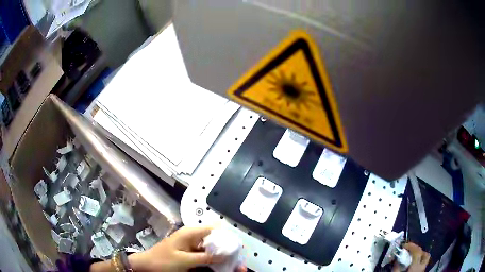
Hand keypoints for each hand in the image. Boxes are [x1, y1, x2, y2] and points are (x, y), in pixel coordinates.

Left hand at [128, 226, 246, 271]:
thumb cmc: (163, 261)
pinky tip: (218, 265)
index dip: (226, 237)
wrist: (147, 265)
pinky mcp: (189, 251)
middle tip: (235, 259)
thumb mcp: (184, 260)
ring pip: (210, 247)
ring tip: (230, 263)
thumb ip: (205, 257)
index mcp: (190, 233)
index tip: (236, 248)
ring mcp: (190, 244)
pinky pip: (204, 253)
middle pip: (214, 238)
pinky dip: (211, 258)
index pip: (214, 229)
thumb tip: (225, 254)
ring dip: (219, 254)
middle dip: (225, 247)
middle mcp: (192, 236)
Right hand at [392, 243, 429, 271]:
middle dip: (419, 251)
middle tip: (410, 251)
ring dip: (419, 257)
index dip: (411, 246)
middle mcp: (421, 267)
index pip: (417, 251)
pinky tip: (410, 267)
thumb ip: (396, 268)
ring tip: (410, 259)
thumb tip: (397, 259)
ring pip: (425, 261)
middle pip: (426, 255)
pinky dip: (417, 264)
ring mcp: (422, 271)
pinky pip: (421, 266)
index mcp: (416, 267)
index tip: (403, 245)